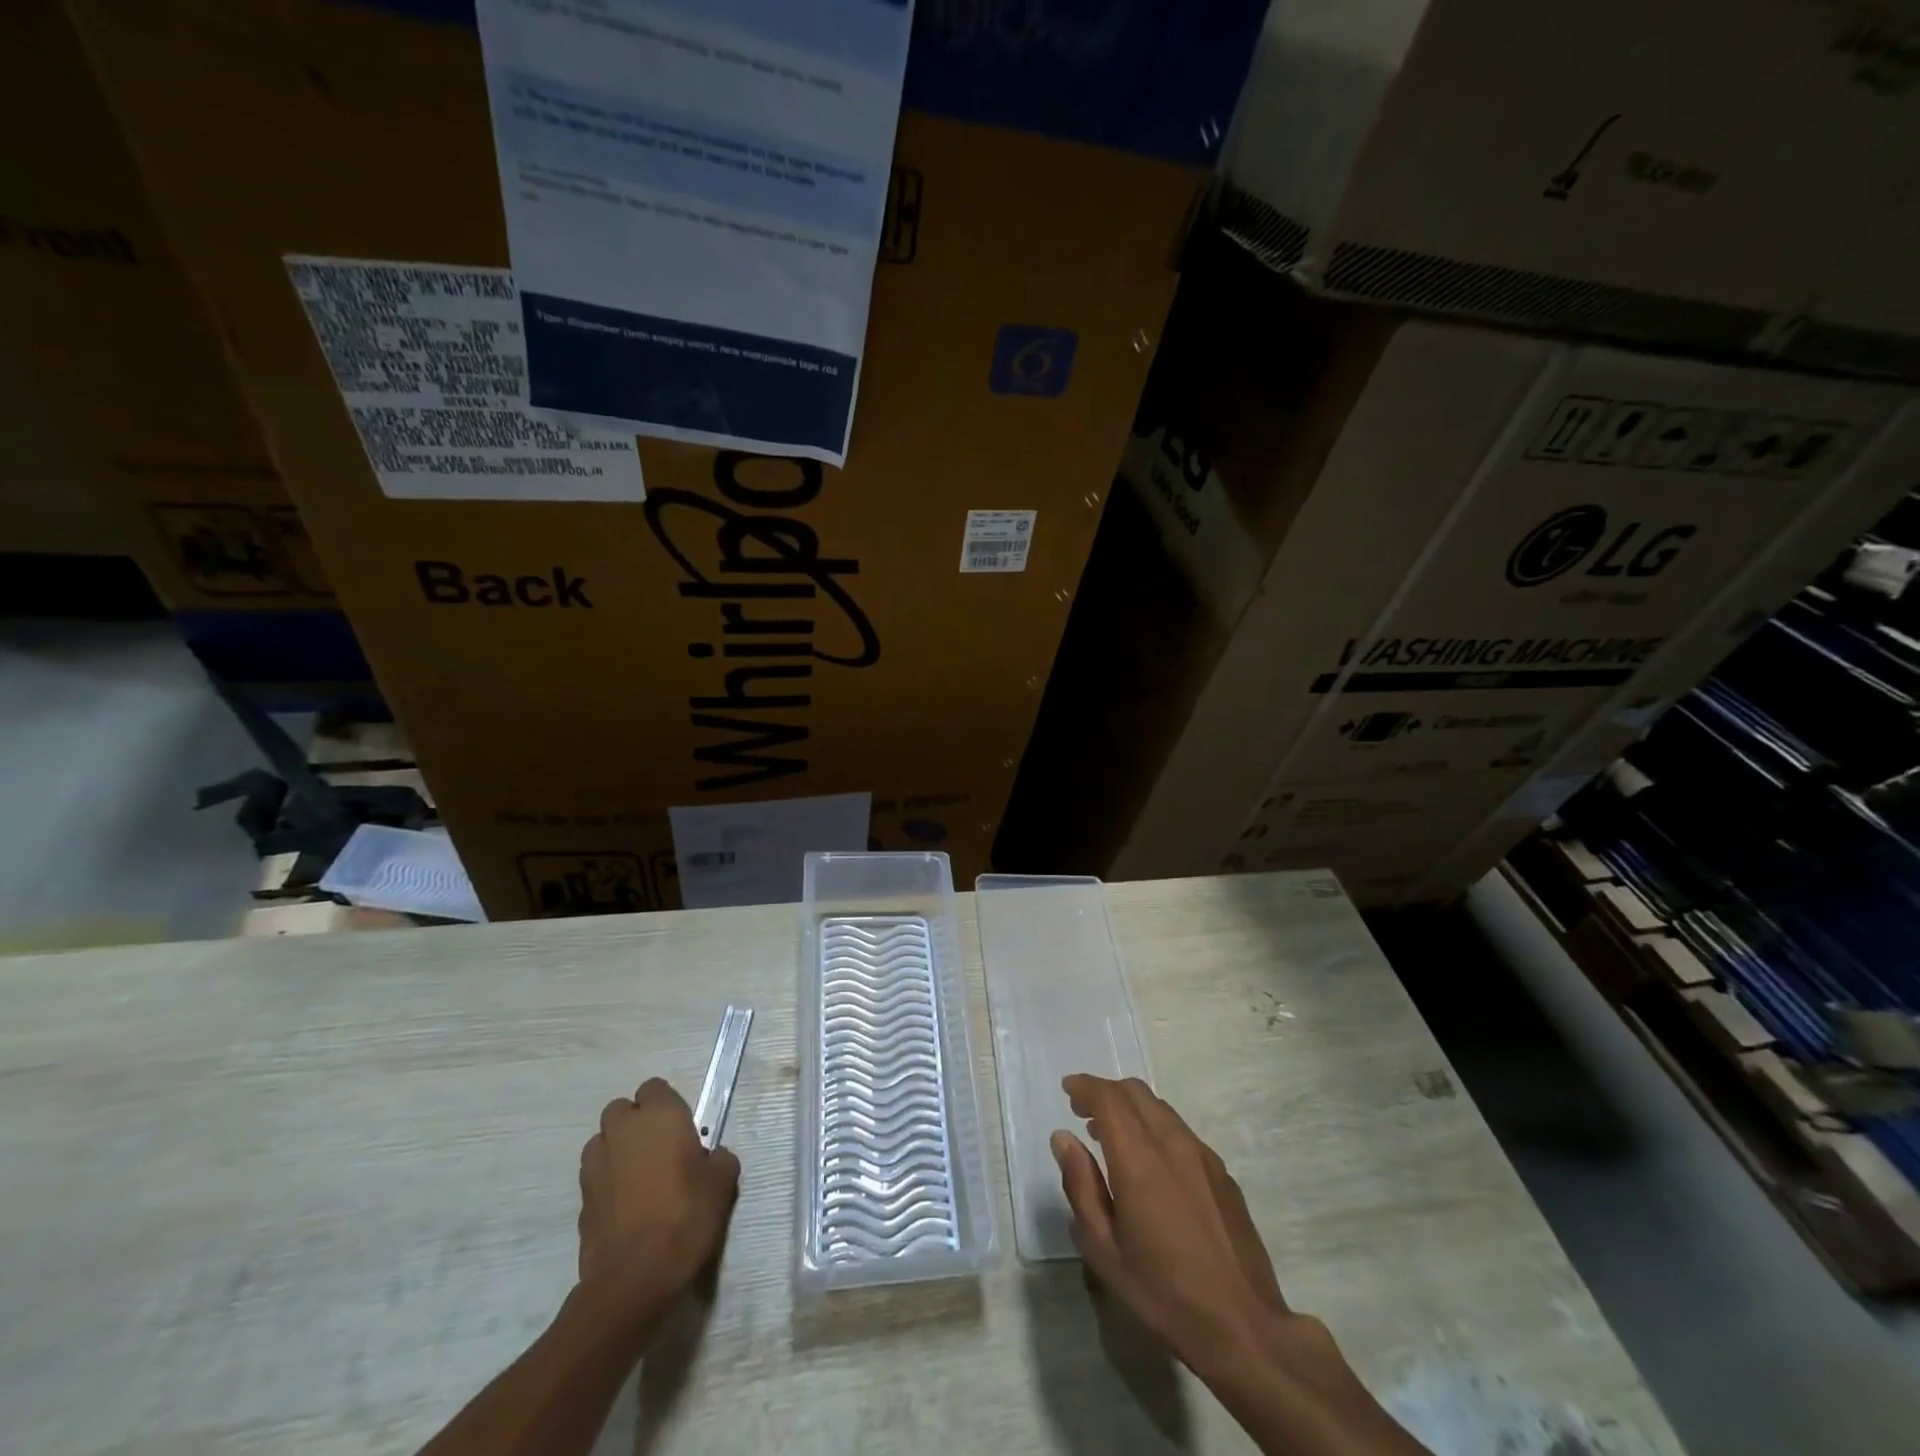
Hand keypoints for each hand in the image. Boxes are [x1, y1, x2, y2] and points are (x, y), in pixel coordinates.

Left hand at [577, 1078, 739, 1328]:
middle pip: (622, 1110)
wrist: (633, 1279)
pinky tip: (626, 1206)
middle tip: (661, 1150)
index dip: (667, 1105)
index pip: (655, 1088)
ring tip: (640, 1178)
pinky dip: (608, 1182)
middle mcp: (622, 1131)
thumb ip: (718, 1159)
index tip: (682, 1129)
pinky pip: (596, 1175)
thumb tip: (710, 1158)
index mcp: (658, 1116)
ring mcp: (596, 1164)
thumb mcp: (721, 1184)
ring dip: (618, 1150)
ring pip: (604, 1141)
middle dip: (636, 1123)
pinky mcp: (581, 1199)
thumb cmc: (685, 1217)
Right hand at [1050, 1074, 1283, 1367]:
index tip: (1068, 1089)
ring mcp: (1202, 1155)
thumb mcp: (1104, 1250)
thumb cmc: (1163, 1293)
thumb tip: (1063, 1139)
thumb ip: (1081, 1186)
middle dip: (1106, 1092)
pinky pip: (1180, 1130)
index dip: (1085, 1086)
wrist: (1243, 1327)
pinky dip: (1155, 1127)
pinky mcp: (1222, 1172)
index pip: (1108, 1098)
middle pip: (1135, 1092)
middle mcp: (1171, 1143)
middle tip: (1083, 1111)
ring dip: (1131, 1108)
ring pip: (1160, 1107)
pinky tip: (1150, 1163)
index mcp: (1139, 1158)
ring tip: (1111, 1136)